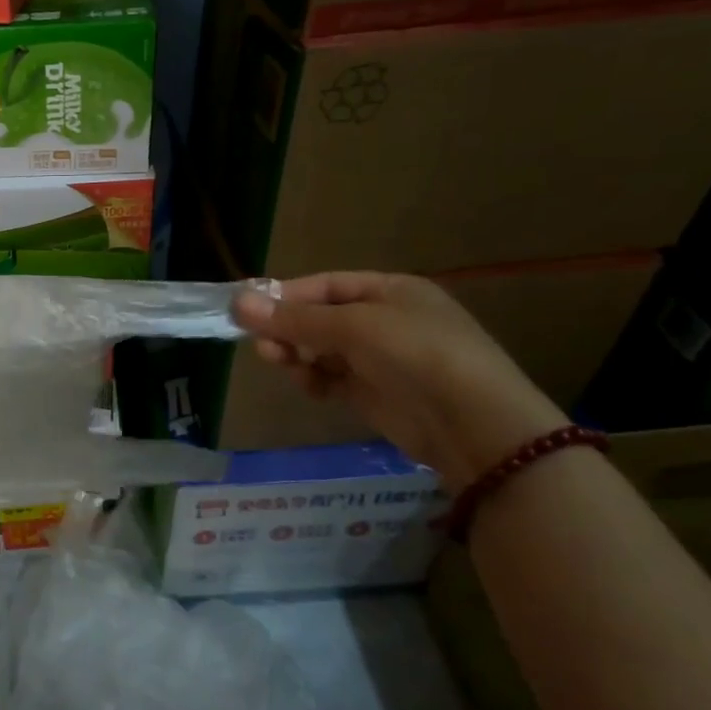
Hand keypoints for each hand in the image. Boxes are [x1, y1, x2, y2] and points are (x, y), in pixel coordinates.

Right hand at [233, 271, 567, 491]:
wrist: (473, 424)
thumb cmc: (416, 355)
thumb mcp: (354, 327)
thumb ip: (295, 318)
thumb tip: (237, 302)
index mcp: (390, 291)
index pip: (326, 285)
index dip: (286, 295)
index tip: (247, 309)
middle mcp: (384, 321)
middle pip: (320, 318)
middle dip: (288, 328)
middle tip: (260, 343)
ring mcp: (380, 359)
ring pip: (321, 350)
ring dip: (296, 353)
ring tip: (278, 362)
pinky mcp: (374, 394)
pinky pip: (331, 379)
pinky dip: (314, 379)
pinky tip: (307, 385)